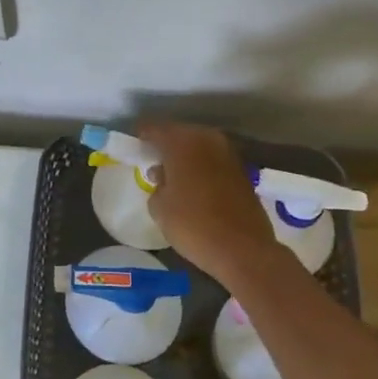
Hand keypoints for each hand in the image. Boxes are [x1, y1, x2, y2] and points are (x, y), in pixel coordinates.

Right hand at [139, 122, 278, 280]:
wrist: (243, 249)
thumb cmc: (193, 225)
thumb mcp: (159, 208)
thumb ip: (156, 185)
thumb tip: (163, 177)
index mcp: (182, 142)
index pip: (154, 129)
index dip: (142, 136)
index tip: (134, 146)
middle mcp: (207, 139)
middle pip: (180, 134)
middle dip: (166, 145)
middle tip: (153, 161)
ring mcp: (228, 154)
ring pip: (199, 146)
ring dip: (186, 156)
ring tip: (173, 175)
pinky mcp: (242, 171)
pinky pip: (213, 161)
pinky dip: (202, 167)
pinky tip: (194, 185)